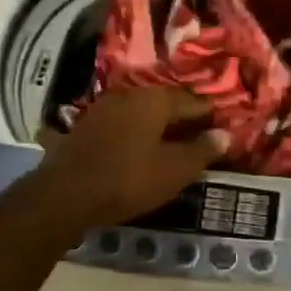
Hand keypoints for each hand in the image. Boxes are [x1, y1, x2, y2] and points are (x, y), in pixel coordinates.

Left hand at [30, 87, 228, 228]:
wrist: (65, 195)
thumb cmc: (129, 179)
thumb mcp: (175, 170)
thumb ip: (202, 150)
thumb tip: (225, 134)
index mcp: (155, 99)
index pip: (193, 102)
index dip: (211, 117)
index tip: (223, 130)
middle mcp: (129, 94)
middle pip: (165, 105)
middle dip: (183, 120)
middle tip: (199, 139)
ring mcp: (102, 109)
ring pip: (140, 114)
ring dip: (156, 127)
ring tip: (170, 147)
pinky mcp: (84, 127)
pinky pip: (119, 126)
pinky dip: (133, 135)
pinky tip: (136, 150)